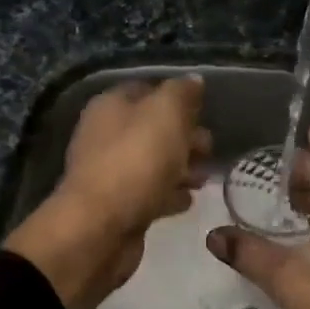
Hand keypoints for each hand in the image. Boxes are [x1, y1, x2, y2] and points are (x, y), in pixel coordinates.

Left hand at [6, 76, 208, 308]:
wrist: (100, 228)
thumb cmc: (136, 160)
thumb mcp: (166, 113)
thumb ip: (182, 93)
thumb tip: (193, 81)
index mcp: (110, 105)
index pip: (147, 90)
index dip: (177, 97)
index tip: (204, 111)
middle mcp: (105, 135)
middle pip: (152, 128)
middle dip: (184, 136)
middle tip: (209, 149)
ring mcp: (110, 172)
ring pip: (153, 162)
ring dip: (180, 167)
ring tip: (205, 178)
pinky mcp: (118, 206)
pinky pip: (149, 192)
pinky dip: (169, 193)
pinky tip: (188, 200)